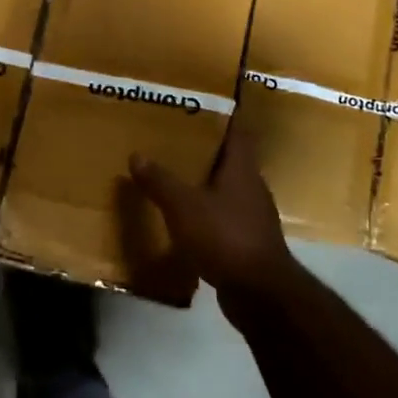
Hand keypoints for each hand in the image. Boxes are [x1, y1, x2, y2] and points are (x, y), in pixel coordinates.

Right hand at [122, 132, 304, 307]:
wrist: (260, 293)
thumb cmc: (225, 237)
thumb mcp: (184, 206)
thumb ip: (160, 181)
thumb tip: (137, 154)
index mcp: (242, 169)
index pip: (236, 130)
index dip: (220, 115)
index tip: (197, 104)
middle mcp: (252, 187)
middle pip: (229, 159)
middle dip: (204, 149)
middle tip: (173, 138)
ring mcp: (252, 216)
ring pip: (225, 189)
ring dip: (204, 182)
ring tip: (173, 175)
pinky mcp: (247, 242)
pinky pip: (223, 218)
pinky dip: (205, 213)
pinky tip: (184, 218)